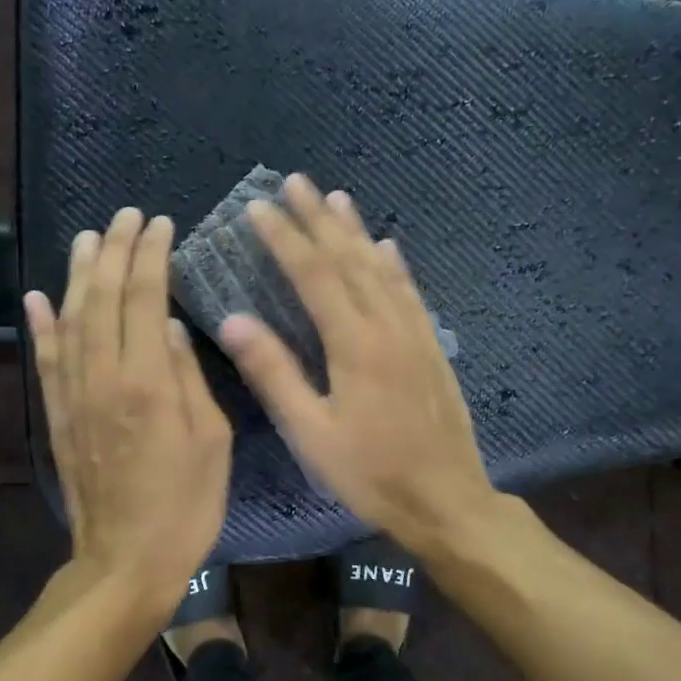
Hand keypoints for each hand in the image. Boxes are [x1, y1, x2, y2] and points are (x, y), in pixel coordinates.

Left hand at [24, 209, 232, 602]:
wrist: (126, 560)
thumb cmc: (186, 505)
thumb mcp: (212, 441)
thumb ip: (188, 376)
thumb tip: (166, 326)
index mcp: (147, 382)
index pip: (144, 299)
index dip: (151, 256)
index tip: (160, 225)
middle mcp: (103, 378)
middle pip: (102, 298)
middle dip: (114, 251)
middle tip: (126, 216)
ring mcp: (74, 397)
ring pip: (70, 321)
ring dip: (77, 275)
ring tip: (88, 238)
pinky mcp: (59, 418)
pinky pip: (45, 362)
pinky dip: (40, 326)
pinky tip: (37, 297)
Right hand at [216, 173, 495, 552]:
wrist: (446, 499)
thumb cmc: (370, 473)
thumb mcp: (311, 433)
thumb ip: (274, 374)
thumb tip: (234, 320)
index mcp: (355, 344)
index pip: (314, 275)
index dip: (284, 238)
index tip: (258, 207)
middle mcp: (388, 326)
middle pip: (349, 260)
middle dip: (318, 219)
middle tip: (295, 182)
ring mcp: (416, 334)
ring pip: (382, 269)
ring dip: (356, 231)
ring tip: (336, 198)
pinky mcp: (432, 348)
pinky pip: (410, 293)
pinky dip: (395, 265)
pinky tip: (387, 248)